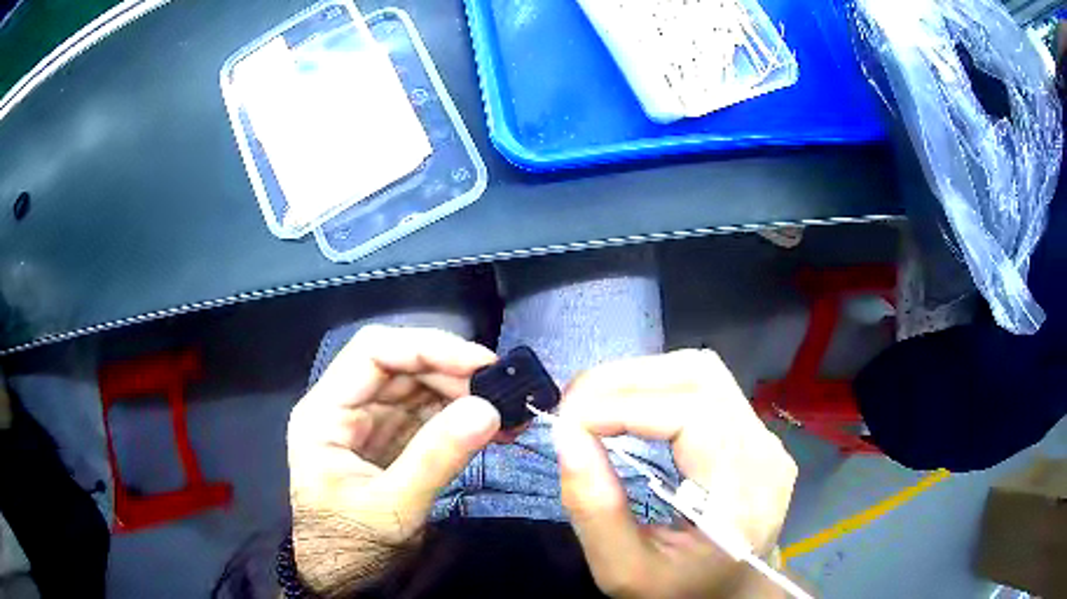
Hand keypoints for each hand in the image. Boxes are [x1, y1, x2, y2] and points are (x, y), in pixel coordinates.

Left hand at [286, 325, 500, 594]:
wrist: (344, 580)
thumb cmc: (352, 546)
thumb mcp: (393, 507)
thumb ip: (436, 458)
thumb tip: (489, 409)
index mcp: (325, 413)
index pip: (373, 352)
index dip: (427, 348)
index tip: (481, 364)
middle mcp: (345, 407)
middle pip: (400, 365)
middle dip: (453, 372)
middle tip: (503, 391)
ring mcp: (370, 424)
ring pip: (418, 387)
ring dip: (463, 393)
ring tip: (508, 410)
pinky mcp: (392, 442)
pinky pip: (428, 415)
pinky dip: (462, 416)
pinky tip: (493, 426)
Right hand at [554, 350, 797, 598]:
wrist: (732, 592)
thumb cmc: (681, 591)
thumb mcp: (624, 573)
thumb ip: (594, 510)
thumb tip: (565, 435)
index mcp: (743, 498)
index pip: (694, 416)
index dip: (624, 405)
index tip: (567, 422)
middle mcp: (766, 454)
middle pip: (701, 378)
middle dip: (625, 380)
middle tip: (572, 405)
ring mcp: (766, 438)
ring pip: (703, 372)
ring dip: (641, 377)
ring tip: (594, 403)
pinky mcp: (756, 432)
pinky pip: (707, 387)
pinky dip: (657, 386)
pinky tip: (628, 408)